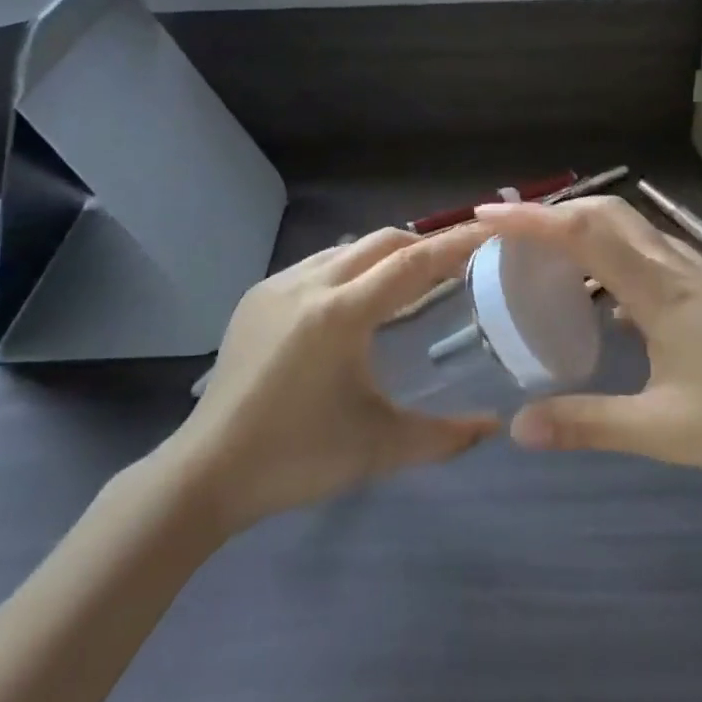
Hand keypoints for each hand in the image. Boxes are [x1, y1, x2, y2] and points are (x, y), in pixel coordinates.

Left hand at [169, 226, 499, 531]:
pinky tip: (353, 304)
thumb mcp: (380, 448)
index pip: (411, 264)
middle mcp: (309, 284)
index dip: (454, 244)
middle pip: (380, 242)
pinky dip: (348, 270)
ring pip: (345, 249)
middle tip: (454, 265)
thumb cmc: (299, 457)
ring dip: (382, 256)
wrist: (207, 471)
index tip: (487, 231)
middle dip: (421, 245)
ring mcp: (277, 286)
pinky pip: (315, 265)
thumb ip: (445, 436)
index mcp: (341, 314)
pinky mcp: (256, 297)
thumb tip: (494, 427)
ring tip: (407, 285)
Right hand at [475, 198, 701, 486]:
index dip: (531, 219)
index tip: (486, 215)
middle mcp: (679, 268)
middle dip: (554, 214)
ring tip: (548, 262)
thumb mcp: (666, 431)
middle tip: (511, 238)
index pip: (584, 233)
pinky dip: (614, 257)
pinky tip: (607, 301)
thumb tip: (519, 427)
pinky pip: (652, 255)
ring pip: (633, 231)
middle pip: (608, 214)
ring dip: (585, 232)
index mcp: (661, 291)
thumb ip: (589, 425)